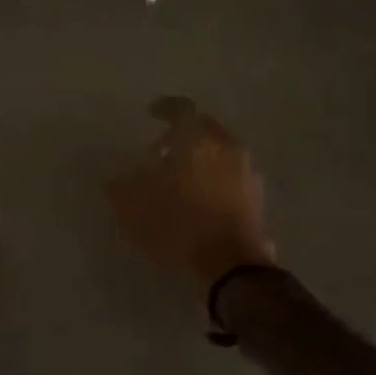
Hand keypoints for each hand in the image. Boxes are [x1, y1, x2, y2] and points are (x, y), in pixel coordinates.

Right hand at [108, 97, 276, 295]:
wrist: (233, 265)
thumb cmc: (180, 226)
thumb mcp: (134, 208)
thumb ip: (122, 186)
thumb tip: (118, 178)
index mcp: (197, 140)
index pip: (181, 109)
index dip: (164, 108)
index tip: (152, 112)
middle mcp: (227, 148)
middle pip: (205, 129)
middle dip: (184, 135)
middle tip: (162, 152)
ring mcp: (247, 173)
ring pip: (222, 153)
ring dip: (203, 159)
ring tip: (182, 181)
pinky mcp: (258, 199)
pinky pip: (233, 177)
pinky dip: (217, 180)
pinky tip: (202, 201)